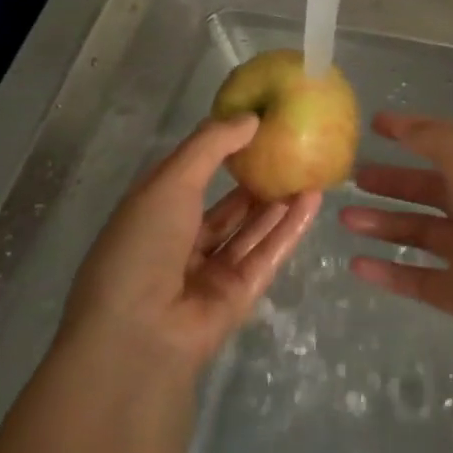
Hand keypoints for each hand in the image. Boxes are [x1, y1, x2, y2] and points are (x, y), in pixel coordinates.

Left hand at [60, 114, 321, 374]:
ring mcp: (210, 272)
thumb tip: (251, 117)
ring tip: (310, 167)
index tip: (256, 127)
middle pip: (227, 207)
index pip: (192, 177)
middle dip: (256, 180)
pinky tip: (313, 199)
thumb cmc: (143, 245)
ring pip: (251, 230)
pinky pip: (267, 253)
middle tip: (292, 149)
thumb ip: (211, 145)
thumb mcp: (170, 180)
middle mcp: (181, 243)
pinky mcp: (238, 295)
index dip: (222, 151)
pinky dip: (290, 227)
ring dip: (278, 201)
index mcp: (154, 214)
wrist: (138, 336)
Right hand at [341, 113, 452, 377]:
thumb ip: (438, 142)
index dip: (413, 131)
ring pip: (419, 232)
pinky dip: (389, 271)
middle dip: (392, 181)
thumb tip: (405, 123)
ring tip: (344, 219)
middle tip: (352, 178)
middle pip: (429, 189)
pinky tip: (357, 266)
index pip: (447, 142)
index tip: (375, 125)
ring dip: (383, 224)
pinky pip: (419, 277)